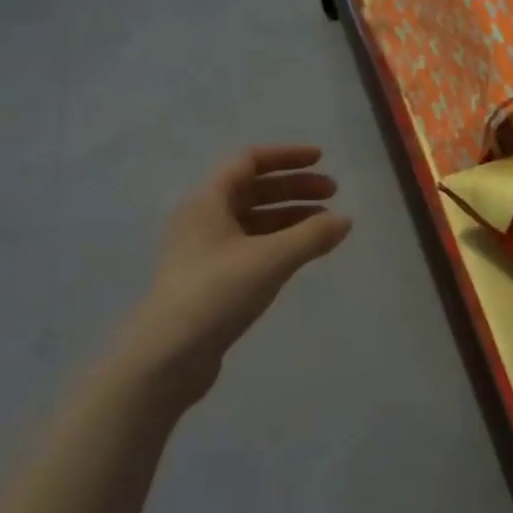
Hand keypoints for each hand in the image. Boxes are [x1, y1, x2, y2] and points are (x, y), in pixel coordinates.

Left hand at [105, 146, 351, 410]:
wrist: (168, 356)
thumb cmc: (218, 292)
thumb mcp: (273, 258)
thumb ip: (313, 235)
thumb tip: (344, 220)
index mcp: (208, 202)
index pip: (249, 161)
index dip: (286, 156)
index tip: (321, 160)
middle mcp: (203, 219)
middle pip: (253, 189)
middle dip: (295, 187)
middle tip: (333, 194)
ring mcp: (204, 251)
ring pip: (253, 219)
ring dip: (289, 215)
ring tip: (325, 225)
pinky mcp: (210, 279)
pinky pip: (251, 246)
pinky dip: (279, 241)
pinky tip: (302, 253)